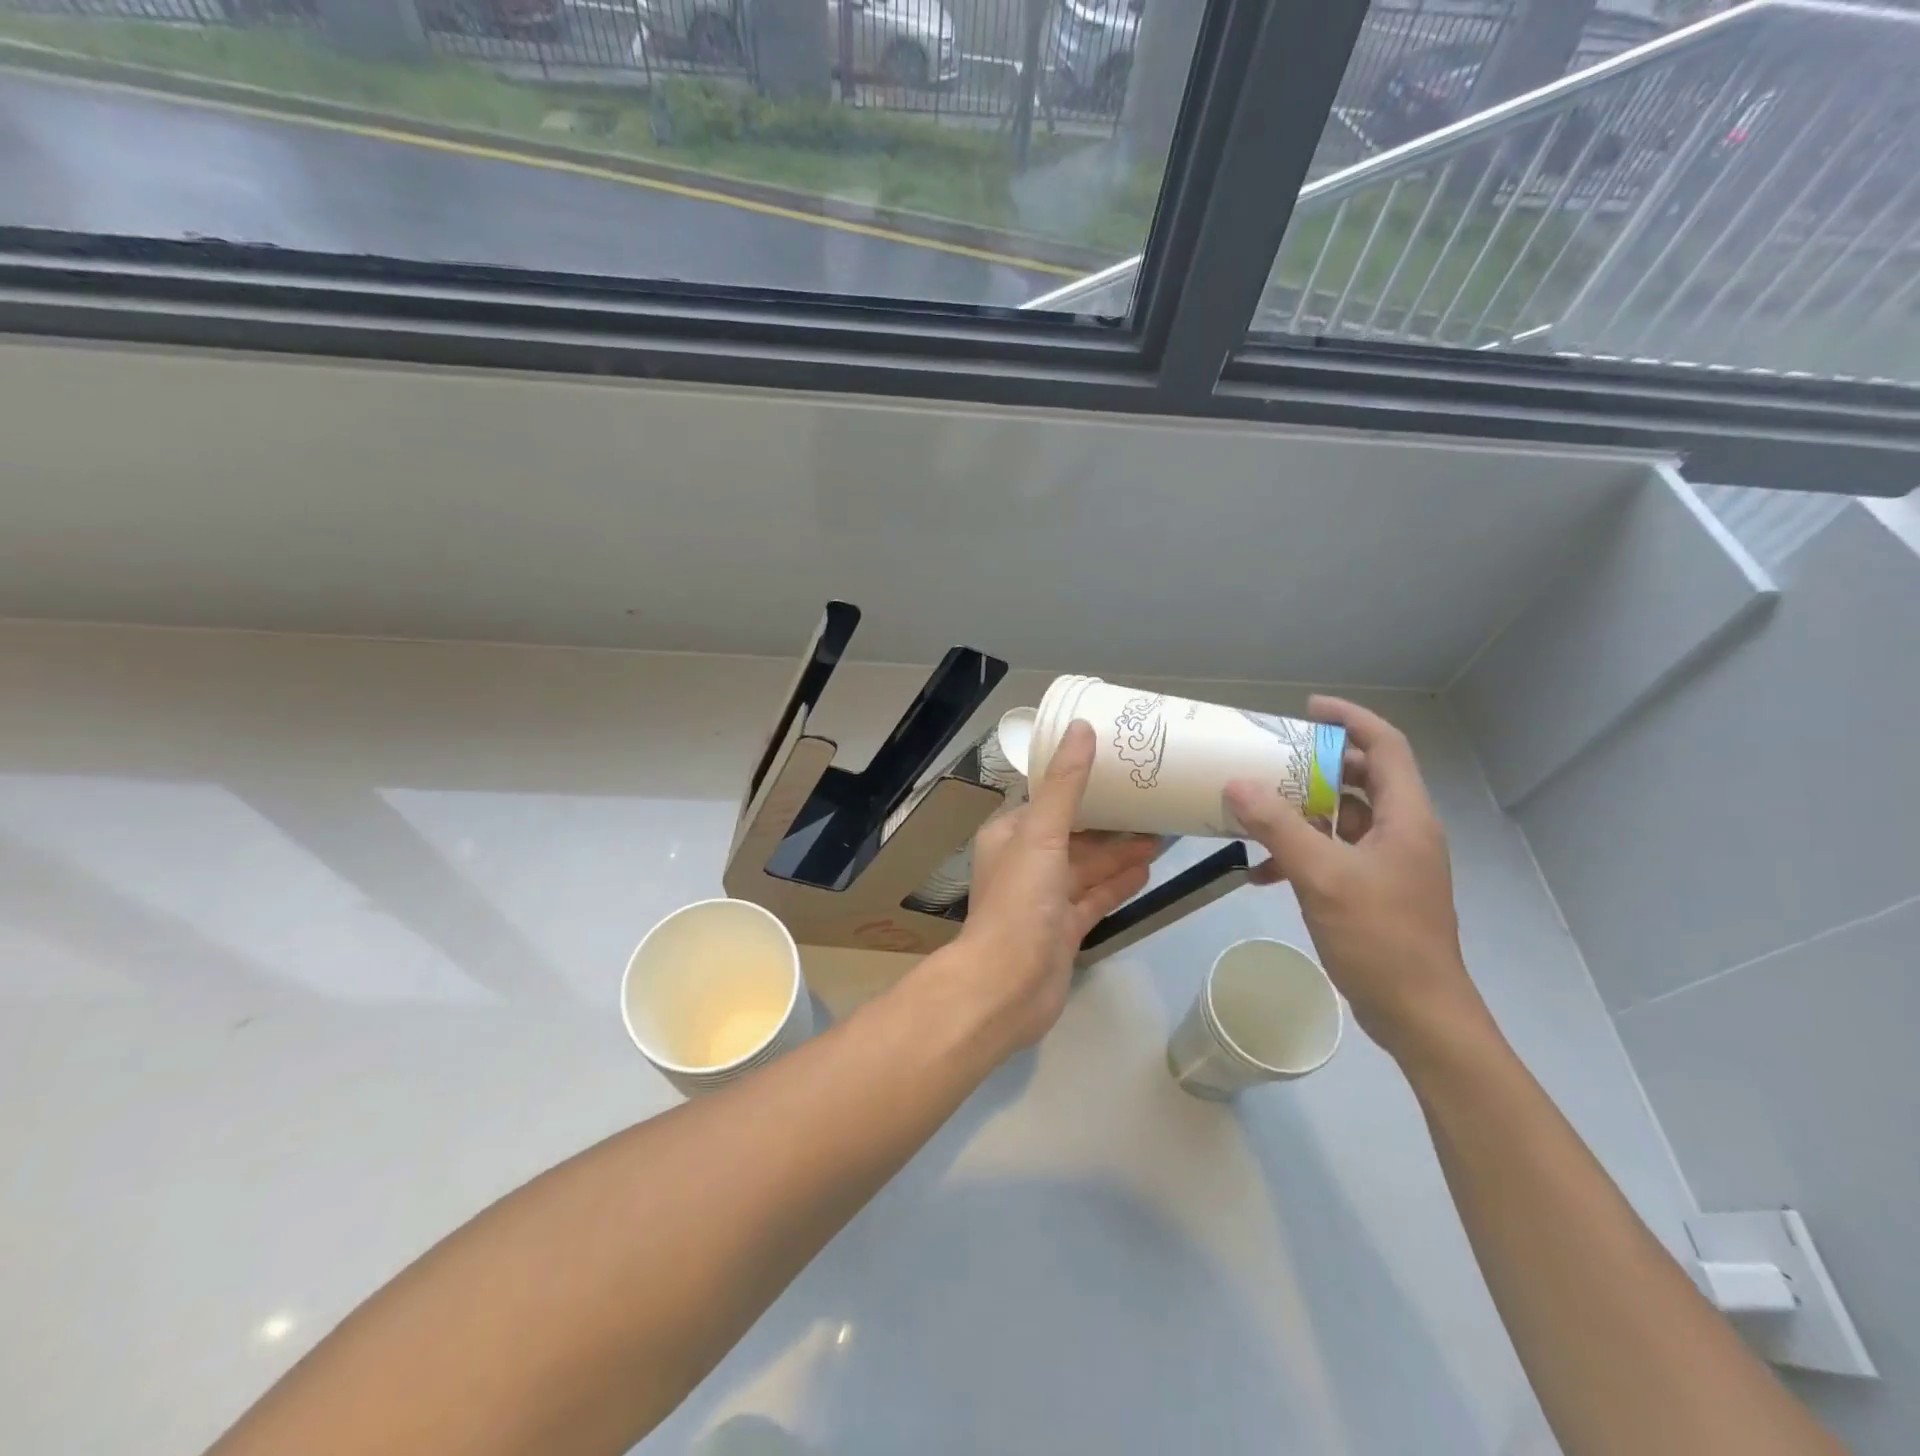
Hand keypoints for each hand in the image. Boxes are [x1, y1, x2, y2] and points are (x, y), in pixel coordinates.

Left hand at [947, 721, 1157, 1055]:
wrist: (1007, 986)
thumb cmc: (1019, 902)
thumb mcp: (1041, 833)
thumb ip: (1065, 784)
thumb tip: (1081, 727)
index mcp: (1010, 835)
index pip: (1048, 800)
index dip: (1081, 783)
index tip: (1119, 768)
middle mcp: (1025, 863)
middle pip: (1073, 834)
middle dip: (1110, 821)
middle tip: (1153, 802)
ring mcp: (1045, 900)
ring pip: (1087, 867)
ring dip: (1119, 852)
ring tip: (1161, 834)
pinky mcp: (1063, 929)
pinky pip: (1095, 898)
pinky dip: (1118, 884)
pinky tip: (1147, 870)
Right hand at [1224, 695, 1485, 1060]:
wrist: (1418, 1014)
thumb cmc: (1380, 937)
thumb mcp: (1322, 877)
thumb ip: (1278, 828)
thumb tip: (1236, 784)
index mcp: (1405, 817)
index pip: (1385, 746)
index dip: (1350, 719)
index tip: (1308, 708)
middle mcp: (1401, 832)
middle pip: (1360, 779)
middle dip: (1314, 765)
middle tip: (1270, 758)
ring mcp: (1389, 863)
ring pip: (1342, 818)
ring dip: (1301, 811)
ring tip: (1255, 808)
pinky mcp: (1373, 890)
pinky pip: (1333, 854)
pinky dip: (1300, 852)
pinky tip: (1262, 871)